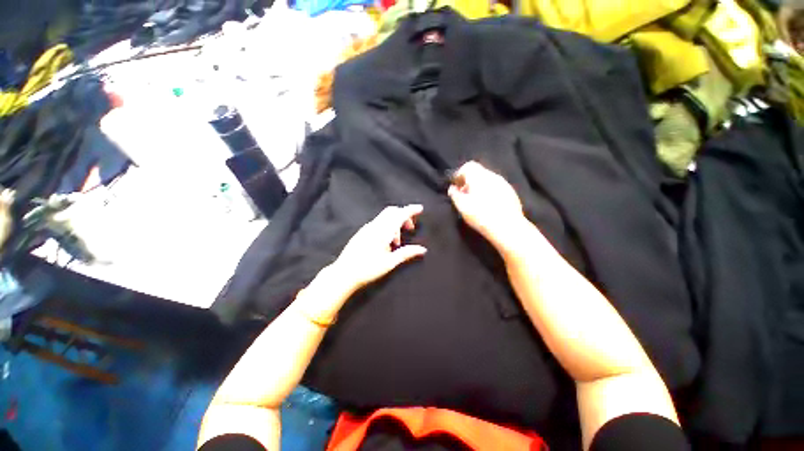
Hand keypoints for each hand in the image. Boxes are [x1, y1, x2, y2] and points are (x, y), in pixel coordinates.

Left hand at [331, 205, 426, 296]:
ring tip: (397, 242)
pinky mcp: (361, 233)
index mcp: (382, 231)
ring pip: (385, 218)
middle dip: (403, 216)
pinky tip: (386, 243)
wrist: (344, 274)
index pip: (399, 215)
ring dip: (395, 223)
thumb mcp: (390, 263)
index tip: (420, 209)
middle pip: (392, 211)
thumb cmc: (368, 269)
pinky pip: (378, 223)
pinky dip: (387, 227)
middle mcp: (374, 226)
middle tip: (410, 229)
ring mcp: (366, 228)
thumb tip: (422, 249)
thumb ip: (406, 253)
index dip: (411, 210)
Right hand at [448, 161, 526, 252]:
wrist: (507, 227)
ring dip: (479, 187)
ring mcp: (504, 184)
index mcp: (479, 176)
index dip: (459, 175)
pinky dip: (489, 192)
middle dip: (469, 181)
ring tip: (475, 201)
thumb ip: (455, 194)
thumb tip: (452, 188)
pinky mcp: (511, 193)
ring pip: (488, 180)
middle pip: (479, 172)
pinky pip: (496, 187)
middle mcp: (493, 176)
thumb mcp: (462, 206)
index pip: (468, 166)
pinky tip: (488, 205)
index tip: (456, 186)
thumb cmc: (481, 215)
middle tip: (464, 194)